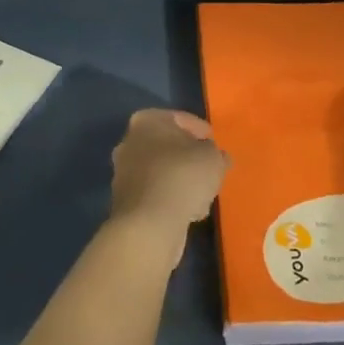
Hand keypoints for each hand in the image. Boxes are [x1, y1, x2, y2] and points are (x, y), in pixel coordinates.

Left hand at [109, 109, 229, 257]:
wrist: (149, 225)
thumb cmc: (181, 177)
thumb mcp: (212, 158)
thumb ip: (216, 154)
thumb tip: (218, 157)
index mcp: (146, 121)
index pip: (180, 119)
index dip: (201, 131)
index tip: (215, 143)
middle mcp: (130, 142)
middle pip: (169, 146)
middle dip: (189, 157)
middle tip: (210, 168)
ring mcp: (125, 173)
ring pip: (163, 172)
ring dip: (182, 181)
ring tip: (204, 194)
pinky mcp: (127, 202)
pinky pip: (157, 194)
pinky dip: (172, 199)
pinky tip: (190, 211)